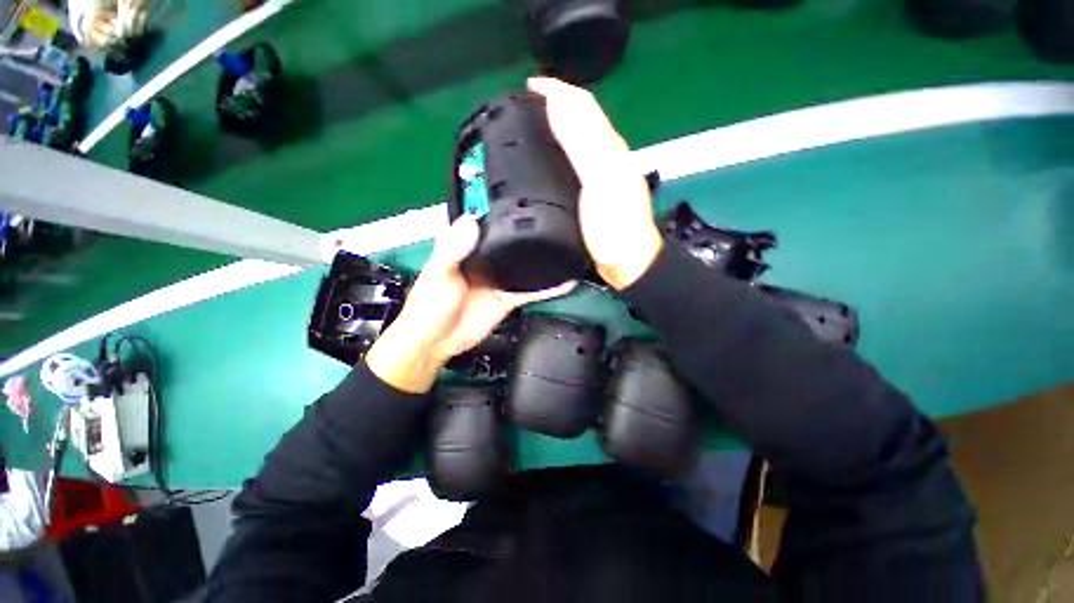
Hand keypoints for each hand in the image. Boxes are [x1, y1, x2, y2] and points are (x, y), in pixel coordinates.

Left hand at [365, 215, 574, 392]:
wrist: (439, 342)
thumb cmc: (429, 306)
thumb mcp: (437, 274)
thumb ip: (452, 249)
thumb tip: (471, 221)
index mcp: (465, 247)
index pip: (486, 222)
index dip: (501, 208)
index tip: (523, 192)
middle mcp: (486, 259)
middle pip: (511, 242)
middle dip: (530, 231)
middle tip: (558, 218)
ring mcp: (500, 279)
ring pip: (525, 265)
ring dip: (542, 258)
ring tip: (567, 245)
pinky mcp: (509, 297)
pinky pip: (531, 290)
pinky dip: (548, 287)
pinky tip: (564, 281)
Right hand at [528, 77, 662, 290]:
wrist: (628, 262)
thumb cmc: (615, 226)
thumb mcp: (600, 181)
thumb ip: (582, 144)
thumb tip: (558, 105)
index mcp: (610, 148)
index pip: (583, 105)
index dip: (557, 90)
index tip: (529, 87)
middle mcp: (609, 156)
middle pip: (583, 118)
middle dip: (556, 103)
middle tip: (528, 105)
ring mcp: (603, 176)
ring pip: (580, 139)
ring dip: (558, 125)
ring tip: (535, 126)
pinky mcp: (596, 193)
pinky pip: (577, 161)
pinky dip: (562, 151)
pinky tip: (551, 160)